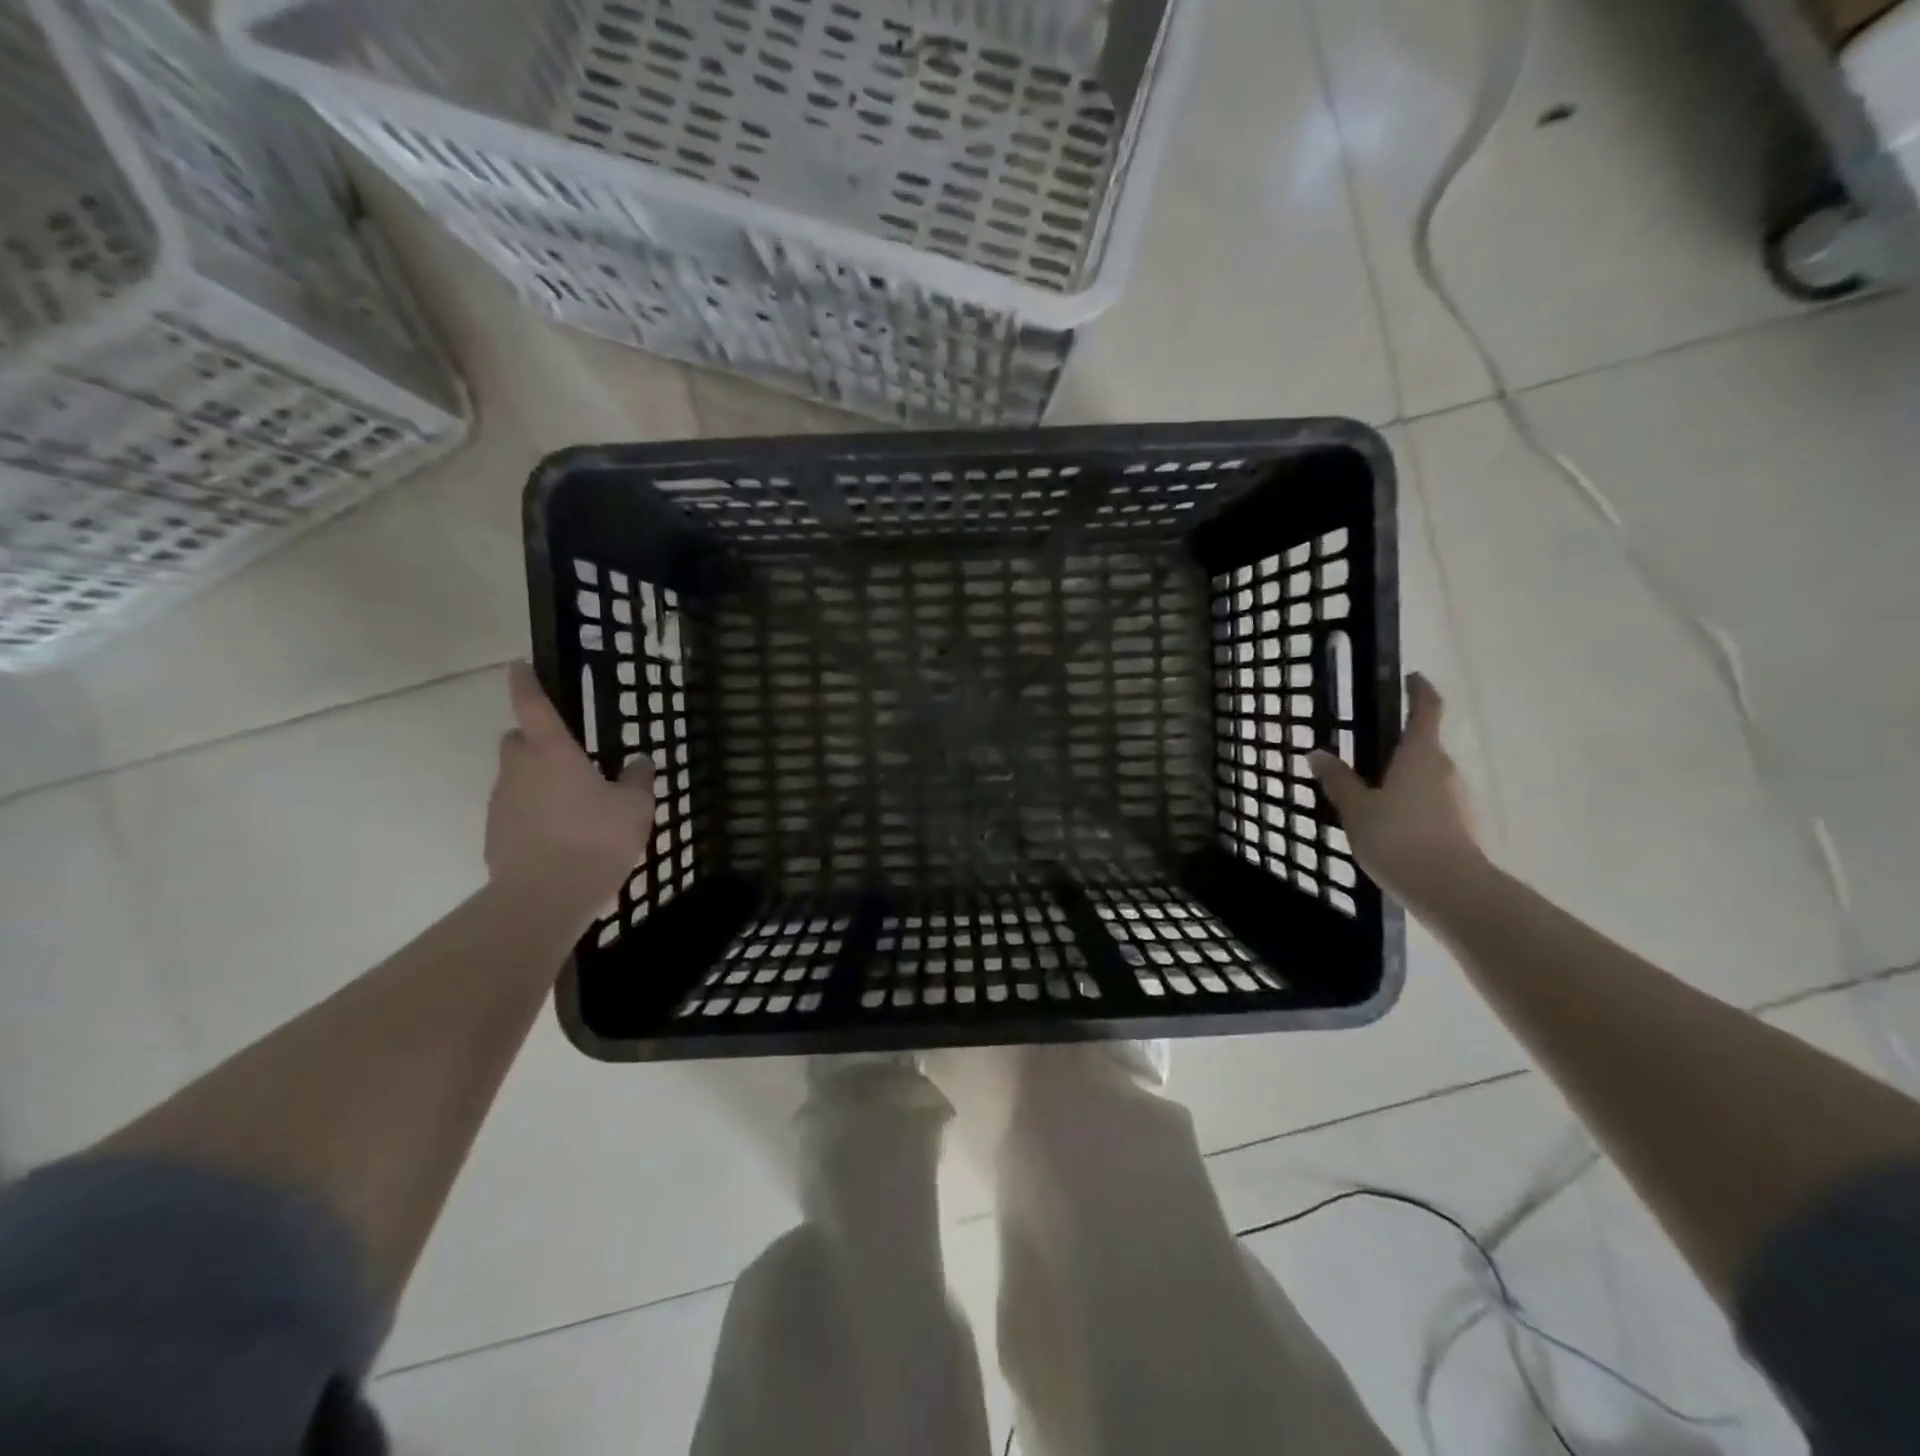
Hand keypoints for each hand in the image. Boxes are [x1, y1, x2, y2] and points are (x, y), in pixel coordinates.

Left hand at [486, 662, 654, 924]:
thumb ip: (637, 780)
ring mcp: (502, 803)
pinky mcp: (495, 834)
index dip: (526, 683)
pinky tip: (560, 835)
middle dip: (535, 740)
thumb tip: (639, 761)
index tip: (518, 665)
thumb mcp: (634, 808)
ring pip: (516, 777)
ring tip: (573, 805)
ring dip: (537, 780)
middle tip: (568, 756)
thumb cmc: (595, 840)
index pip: (533, 706)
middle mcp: (520, 770)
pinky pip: (515, 810)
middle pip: (517, 740)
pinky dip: (533, 812)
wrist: (545, 897)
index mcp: (553, 753)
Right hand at [1310, 672, 1485, 908]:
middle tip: (1363, 750)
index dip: (1419, 690)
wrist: (1449, 889)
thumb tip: (1318, 753)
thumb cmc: (1398, 837)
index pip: (1427, 708)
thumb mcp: (1356, 808)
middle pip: (1424, 744)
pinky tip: (1385, 823)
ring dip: (1402, 776)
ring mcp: (1455, 798)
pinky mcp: (1458, 824)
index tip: (1411, 678)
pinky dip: (1409, 802)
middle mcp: (1444, 769)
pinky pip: (1429, 801)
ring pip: (1426, 775)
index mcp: (1420, 754)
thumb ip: (1338, 779)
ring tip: (1367, 792)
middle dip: (1397, 743)